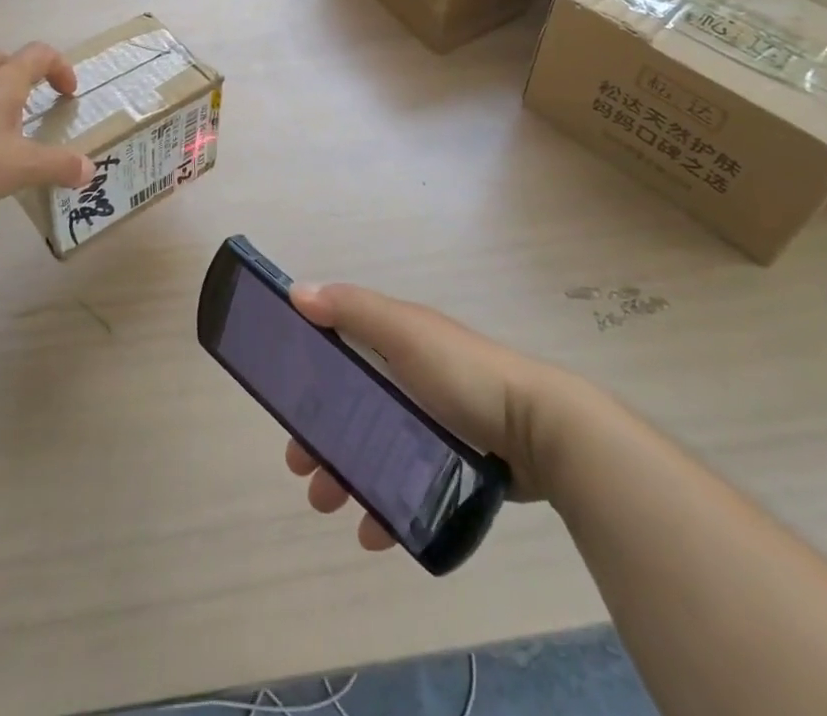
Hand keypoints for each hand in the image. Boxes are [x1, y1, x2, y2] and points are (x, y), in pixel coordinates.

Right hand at [282, 282, 578, 551]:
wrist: (541, 430)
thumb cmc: (464, 373)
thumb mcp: (405, 331)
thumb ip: (352, 310)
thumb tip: (296, 292)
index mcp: (393, 341)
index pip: (337, 353)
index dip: (307, 377)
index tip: (285, 409)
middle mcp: (406, 378)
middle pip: (348, 407)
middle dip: (319, 437)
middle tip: (301, 469)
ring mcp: (429, 424)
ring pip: (371, 450)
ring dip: (343, 476)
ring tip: (328, 504)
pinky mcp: (449, 465)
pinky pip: (404, 486)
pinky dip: (383, 507)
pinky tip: (373, 533)